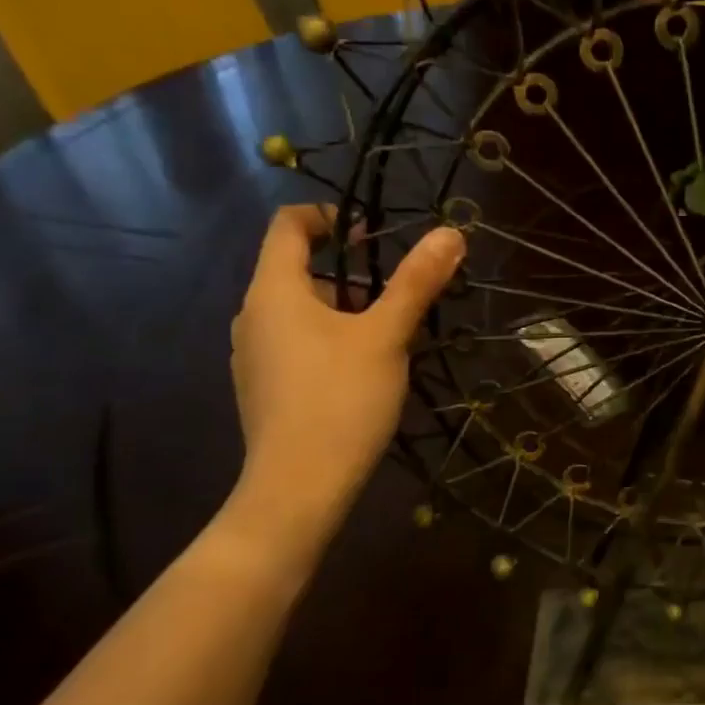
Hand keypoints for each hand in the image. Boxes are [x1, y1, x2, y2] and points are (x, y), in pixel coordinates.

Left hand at [230, 206, 464, 542]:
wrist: (298, 488)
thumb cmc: (341, 399)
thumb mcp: (387, 335)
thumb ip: (417, 281)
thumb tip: (451, 232)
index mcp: (274, 291)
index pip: (288, 225)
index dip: (330, 217)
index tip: (374, 237)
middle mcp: (253, 315)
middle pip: (298, 269)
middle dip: (352, 274)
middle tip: (398, 297)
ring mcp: (253, 355)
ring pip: (301, 311)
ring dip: (345, 310)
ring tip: (390, 338)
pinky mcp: (264, 387)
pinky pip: (297, 344)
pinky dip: (330, 340)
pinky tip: (364, 374)